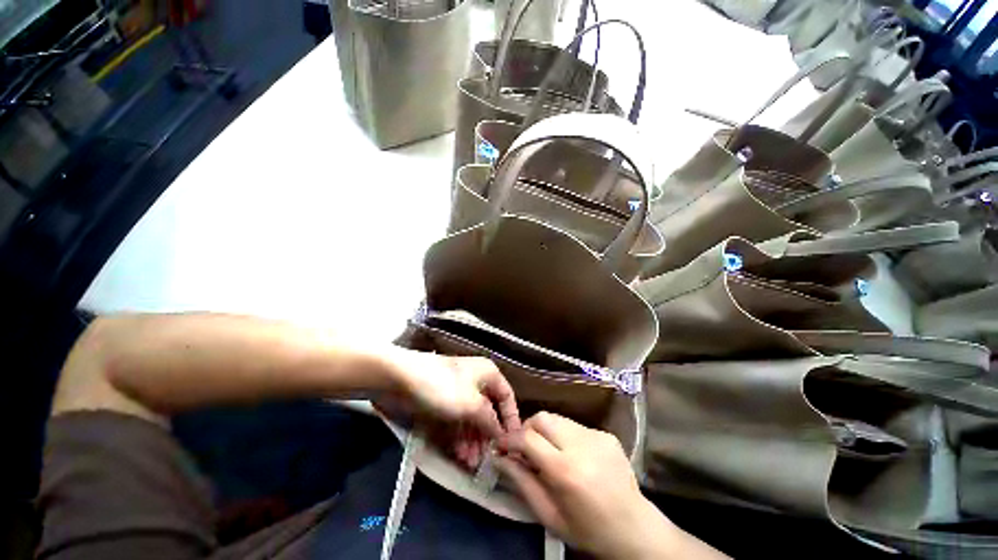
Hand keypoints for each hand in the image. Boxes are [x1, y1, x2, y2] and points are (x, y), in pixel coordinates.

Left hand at [377, 348, 520, 467]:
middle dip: (488, 436)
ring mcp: (457, 394)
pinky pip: (456, 422)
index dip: (511, 419)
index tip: (511, 443)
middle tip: (487, 460)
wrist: (400, 378)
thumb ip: (490, 422)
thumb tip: (503, 436)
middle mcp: (476, 382)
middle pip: (488, 411)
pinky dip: (459, 438)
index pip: (507, 397)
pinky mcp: (442, 404)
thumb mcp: (472, 404)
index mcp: (488, 373)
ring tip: (470, 463)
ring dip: (473, 441)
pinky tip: (459, 455)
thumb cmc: (443, 387)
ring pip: (471, 419)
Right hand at [496, 413, 721, 559]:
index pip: (528, 438)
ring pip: (558, 419)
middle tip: (524, 447)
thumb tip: (499, 457)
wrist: (635, 530)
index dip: (510, 438)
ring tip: (547, 452)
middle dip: (527, 429)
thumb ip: (521, 482)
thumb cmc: (588, 530)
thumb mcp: (549, 515)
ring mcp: (597, 436)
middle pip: (542, 418)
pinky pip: (575, 426)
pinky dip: (565, 436)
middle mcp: (581, 445)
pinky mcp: (606, 434)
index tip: (500, 444)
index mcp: (566, 471)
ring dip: (546, 431)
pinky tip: (572, 456)